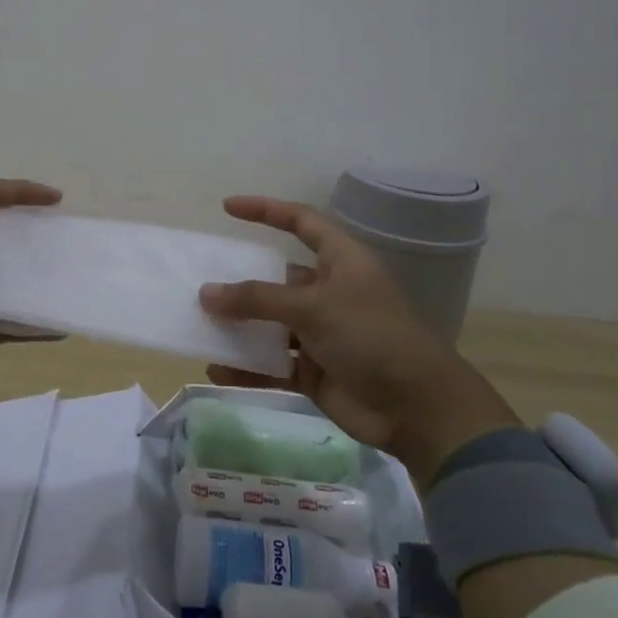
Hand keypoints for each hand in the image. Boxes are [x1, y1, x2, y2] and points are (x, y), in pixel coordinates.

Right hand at [199, 195, 520, 479]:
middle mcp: (329, 292)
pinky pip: (271, 364)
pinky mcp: (314, 371)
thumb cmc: (372, 337)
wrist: (418, 409)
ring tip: (199, 325)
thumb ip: (258, 299)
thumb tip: (207, 293)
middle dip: (241, 281)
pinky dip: (247, 367)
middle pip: (277, 278)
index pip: (301, 223)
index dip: (266, 210)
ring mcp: (321, 334)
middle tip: (201, 281)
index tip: (228, 208)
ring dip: (239, 327)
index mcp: (341, 262)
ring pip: (270, 324)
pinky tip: (216, 369)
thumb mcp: (313, 307)